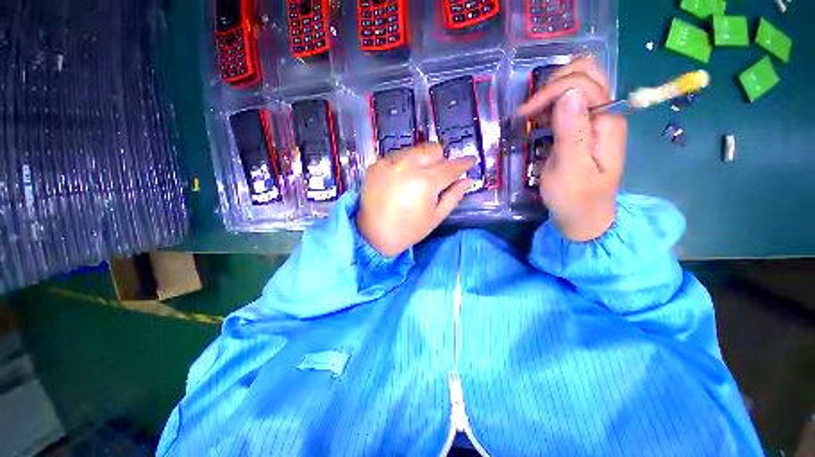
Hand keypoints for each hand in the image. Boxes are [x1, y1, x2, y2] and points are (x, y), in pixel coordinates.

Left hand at [356, 143, 475, 256]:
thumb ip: (454, 196)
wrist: (373, 235)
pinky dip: (404, 164)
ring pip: (415, 150)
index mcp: (426, 182)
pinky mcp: (376, 164)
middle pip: (433, 148)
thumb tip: (467, 180)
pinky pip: (397, 156)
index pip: (451, 166)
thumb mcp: (436, 217)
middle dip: (440, 160)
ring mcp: (389, 162)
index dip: (464, 163)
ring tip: (417, 179)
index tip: (471, 161)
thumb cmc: (409, 230)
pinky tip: (400, 180)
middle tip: (438, 176)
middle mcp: (408, 165)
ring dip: (422, 160)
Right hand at [516, 56, 626, 240]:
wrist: (583, 217)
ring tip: (534, 119)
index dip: (549, 92)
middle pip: (586, 72)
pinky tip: (541, 124)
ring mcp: (597, 119)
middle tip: (532, 111)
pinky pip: (571, 103)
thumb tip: (569, 93)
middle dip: (553, 85)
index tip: (524, 116)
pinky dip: (552, 106)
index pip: (581, 83)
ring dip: (551, 95)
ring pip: (578, 84)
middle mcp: (606, 113)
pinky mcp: (585, 128)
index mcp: (606, 121)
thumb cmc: (575, 198)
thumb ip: (571, 131)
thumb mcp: (569, 169)